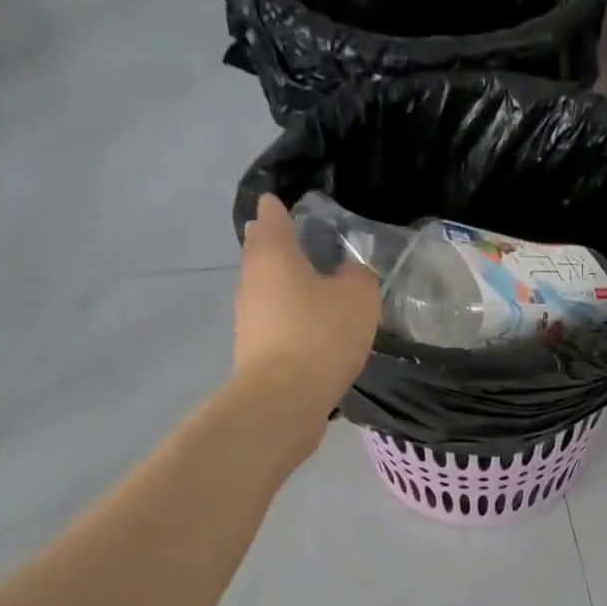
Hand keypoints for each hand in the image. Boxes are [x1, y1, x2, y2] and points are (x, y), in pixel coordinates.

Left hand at [233, 194, 381, 432]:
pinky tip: (310, 331)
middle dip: (281, 245)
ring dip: (285, 285)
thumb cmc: (320, 336)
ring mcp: (247, 316)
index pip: (271, 215)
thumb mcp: (359, 298)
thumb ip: (359, 276)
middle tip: (309, 246)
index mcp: (273, 253)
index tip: (291, 206)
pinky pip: (272, 321)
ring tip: (315, 291)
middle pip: (263, 251)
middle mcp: (252, 278)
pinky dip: (288, 318)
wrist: (283, 399)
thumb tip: (350, 273)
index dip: (281, 207)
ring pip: (266, 288)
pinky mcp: (252, 349)